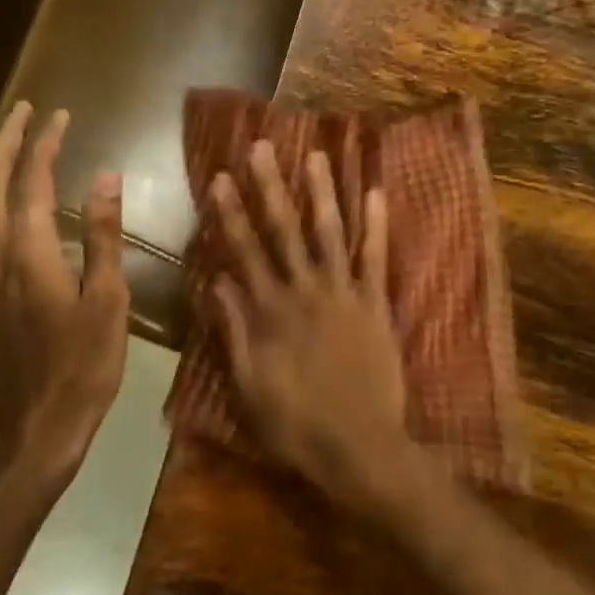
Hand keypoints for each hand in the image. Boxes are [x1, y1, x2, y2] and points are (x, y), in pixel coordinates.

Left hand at [0, 103, 128, 489]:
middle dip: (7, 142)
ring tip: (21, 143)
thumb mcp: (106, 299)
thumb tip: (105, 177)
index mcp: (28, 251)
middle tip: (24, 110)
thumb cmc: (81, 365)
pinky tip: (22, 202)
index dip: (45, 144)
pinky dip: (4, 198)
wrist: (34, 427)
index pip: (32, 180)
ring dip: (1, 167)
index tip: (60, 114)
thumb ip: (102, 235)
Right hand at [208, 141, 411, 508]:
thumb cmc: (296, 424)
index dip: (230, 214)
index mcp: (269, 311)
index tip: (221, 178)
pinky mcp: (376, 304)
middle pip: (283, 230)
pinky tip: (376, 193)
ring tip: (317, 155)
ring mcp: (344, 294)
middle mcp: (304, 291)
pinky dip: (376, 225)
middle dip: (271, 187)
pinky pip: (376, 258)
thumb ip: (233, 331)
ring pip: (330, 233)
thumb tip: (217, 280)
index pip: (243, 251)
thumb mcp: (248, 385)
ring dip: (322, 192)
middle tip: (262, 147)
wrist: (359, 447)